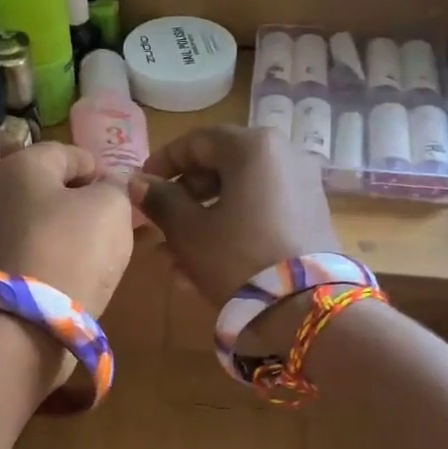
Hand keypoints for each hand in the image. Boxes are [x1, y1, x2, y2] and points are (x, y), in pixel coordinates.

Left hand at [0, 142, 135, 317]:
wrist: (30, 321)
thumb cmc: (74, 249)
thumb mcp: (112, 207)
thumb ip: (117, 187)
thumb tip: (112, 185)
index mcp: (22, 165)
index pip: (70, 154)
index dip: (102, 171)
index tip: (124, 197)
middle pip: (53, 189)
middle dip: (85, 203)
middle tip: (115, 225)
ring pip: (43, 222)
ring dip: (71, 232)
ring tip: (99, 254)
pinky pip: (34, 252)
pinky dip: (55, 257)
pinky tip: (75, 274)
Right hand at [129, 126, 338, 352]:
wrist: (304, 307)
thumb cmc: (237, 259)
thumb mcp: (189, 232)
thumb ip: (160, 201)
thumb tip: (137, 183)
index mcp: (254, 147)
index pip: (198, 141)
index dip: (163, 162)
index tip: (141, 185)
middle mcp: (284, 156)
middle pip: (222, 167)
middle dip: (184, 198)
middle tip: (158, 224)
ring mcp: (302, 187)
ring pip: (239, 196)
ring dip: (204, 220)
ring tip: (174, 256)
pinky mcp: (310, 219)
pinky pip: (260, 214)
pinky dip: (232, 230)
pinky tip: (206, 264)